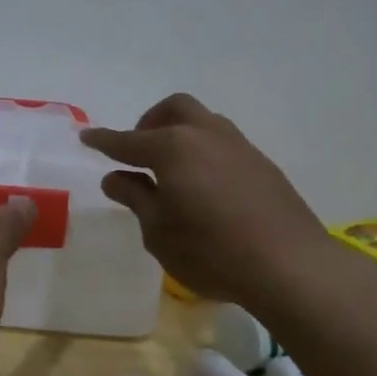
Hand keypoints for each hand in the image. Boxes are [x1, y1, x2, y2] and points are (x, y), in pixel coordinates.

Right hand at [81, 93, 356, 310]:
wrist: (290, 265)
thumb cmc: (211, 252)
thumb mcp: (159, 231)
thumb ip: (136, 198)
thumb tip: (115, 177)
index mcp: (172, 148)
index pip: (128, 141)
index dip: (104, 141)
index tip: (86, 137)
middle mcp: (205, 135)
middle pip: (173, 110)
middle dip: (149, 122)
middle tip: (137, 151)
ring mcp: (238, 146)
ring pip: (202, 121)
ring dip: (180, 132)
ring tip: (171, 168)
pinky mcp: (261, 164)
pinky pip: (223, 142)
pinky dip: (203, 150)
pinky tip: (203, 184)